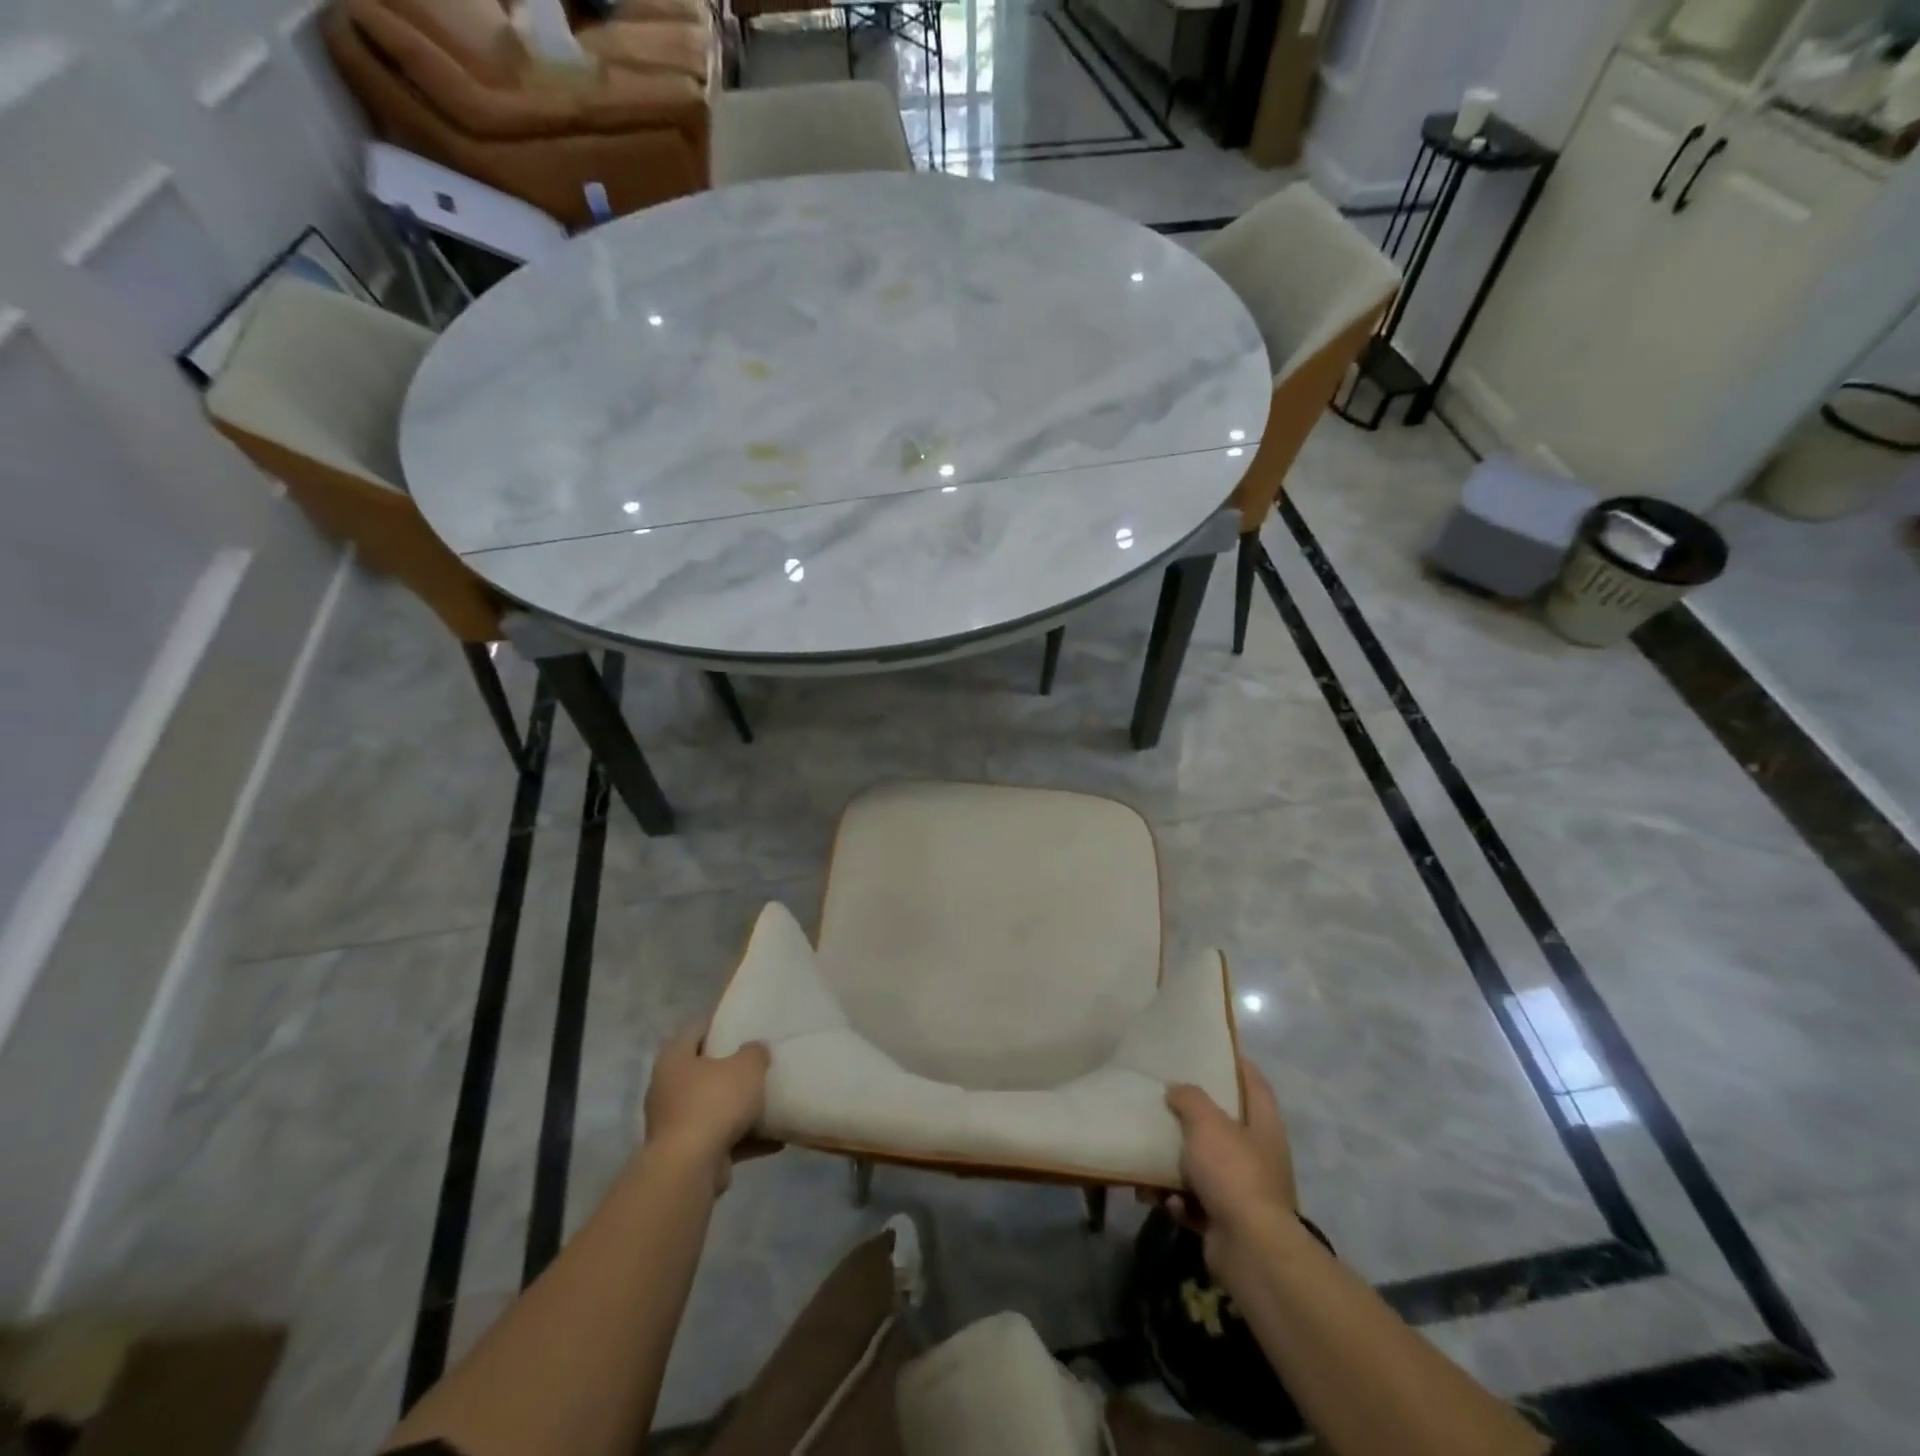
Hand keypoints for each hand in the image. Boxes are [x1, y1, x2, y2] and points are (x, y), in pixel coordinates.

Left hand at [641, 1023, 769, 1191]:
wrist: (689, 1168)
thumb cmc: (714, 1103)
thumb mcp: (747, 1067)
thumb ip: (754, 1052)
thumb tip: (754, 1049)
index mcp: (674, 1058)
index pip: (696, 1029)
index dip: (719, 1022)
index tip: (743, 1022)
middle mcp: (667, 1088)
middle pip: (702, 1069)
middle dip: (729, 1067)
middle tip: (757, 1060)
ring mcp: (674, 1123)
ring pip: (711, 1106)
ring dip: (737, 1106)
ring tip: (769, 1100)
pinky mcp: (686, 1154)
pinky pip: (720, 1138)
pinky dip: (745, 1138)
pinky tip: (775, 1139)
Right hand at [1163, 1062, 1296, 1267]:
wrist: (1249, 1249)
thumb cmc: (1233, 1173)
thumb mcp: (1206, 1122)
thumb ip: (1190, 1098)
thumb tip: (1177, 1090)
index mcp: (1263, 1126)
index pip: (1255, 1083)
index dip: (1238, 1064)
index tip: (1213, 1051)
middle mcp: (1258, 1156)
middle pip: (1224, 1126)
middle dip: (1194, 1118)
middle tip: (1165, 1101)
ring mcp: (1244, 1191)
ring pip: (1203, 1166)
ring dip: (1174, 1165)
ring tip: (1147, 1160)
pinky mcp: (1226, 1221)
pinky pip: (1194, 1202)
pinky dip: (1176, 1200)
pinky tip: (1160, 1199)